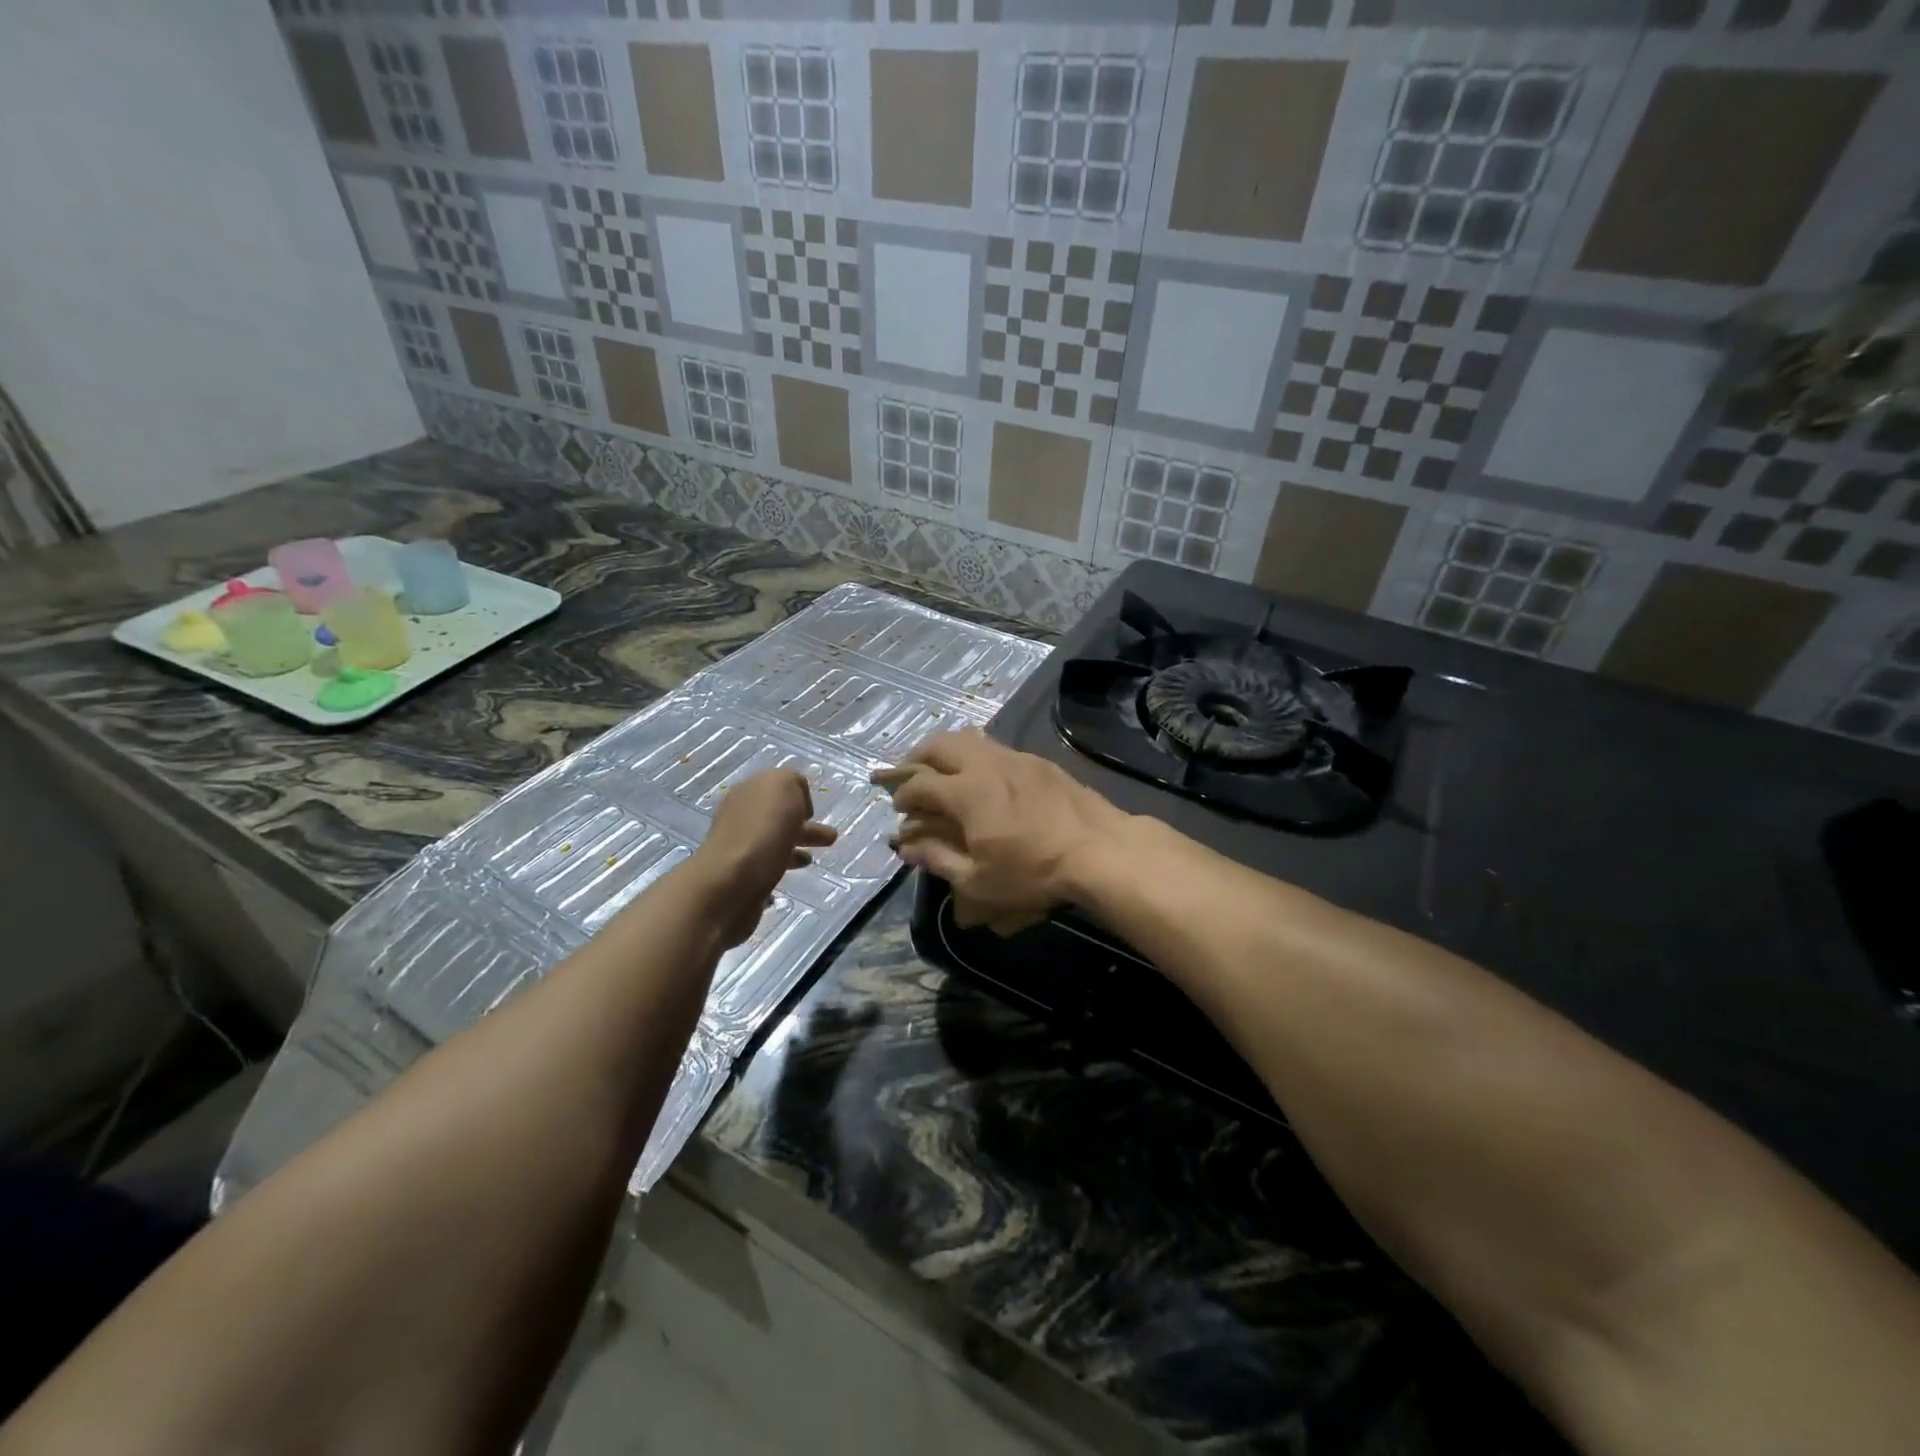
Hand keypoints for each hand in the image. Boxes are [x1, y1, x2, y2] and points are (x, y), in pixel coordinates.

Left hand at [690, 769, 837, 948]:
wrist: (731, 882)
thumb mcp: (783, 786)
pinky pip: (768, 867)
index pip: (776, 786)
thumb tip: (795, 801)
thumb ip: (792, 782)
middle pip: (777, 816)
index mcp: (749, 791)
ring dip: (795, 847)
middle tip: (828, 838)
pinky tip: (792, 875)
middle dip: (802, 824)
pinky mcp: (741, 877)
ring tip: (812, 860)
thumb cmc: (763, 829)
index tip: (812, 813)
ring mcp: (739, 847)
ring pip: (774, 842)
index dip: (798, 795)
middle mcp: (741, 816)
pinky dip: (783, 867)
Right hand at [877, 729, 1127, 926]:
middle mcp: (985, 765)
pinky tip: (983, 776)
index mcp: (965, 793)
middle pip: (939, 746)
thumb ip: (938, 860)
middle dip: (916, 758)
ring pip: (969, 739)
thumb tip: (906, 847)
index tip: (898, 808)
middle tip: (908, 775)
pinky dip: (976, 755)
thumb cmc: (1034, 872)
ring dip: (946, 751)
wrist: (1098, 850)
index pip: (919, 785)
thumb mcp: (979, 881)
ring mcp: (1014, 758)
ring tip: (941, 770)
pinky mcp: (1038, 761)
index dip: (902, 795)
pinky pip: (996, 747)